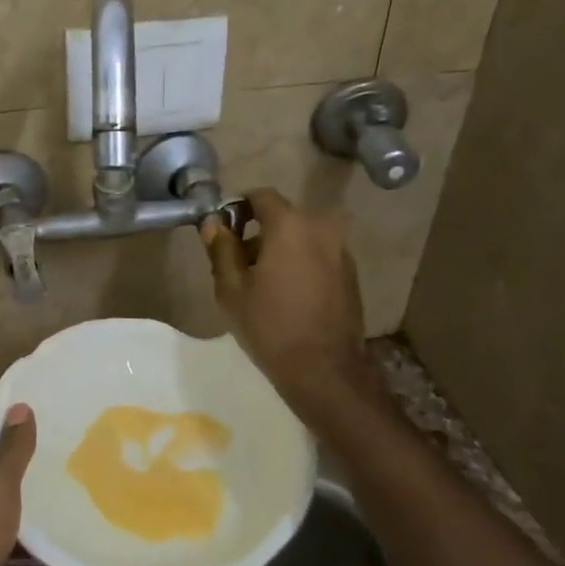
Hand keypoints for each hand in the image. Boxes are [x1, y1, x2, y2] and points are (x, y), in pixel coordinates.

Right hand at [199, 189, 373, 408]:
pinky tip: (288, 295)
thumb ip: (221, 248)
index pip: (261, 196)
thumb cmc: (270, 326)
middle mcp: (322, 227)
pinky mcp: (351, 273)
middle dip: (259, 233)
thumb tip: (214, 223)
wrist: (324, 370)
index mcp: (290, 225)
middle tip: (238, 264)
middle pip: (283, 217)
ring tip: (262, 284)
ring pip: (302, 237)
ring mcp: (341, 250)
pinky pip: (318, 255)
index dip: (239, 207)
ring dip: (281, 249)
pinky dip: (300, 263)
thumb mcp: (231, 288)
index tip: (224, 231)